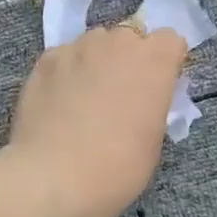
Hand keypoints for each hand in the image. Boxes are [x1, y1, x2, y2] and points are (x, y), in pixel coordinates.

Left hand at [3, 22, 189, 216]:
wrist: (54, 178)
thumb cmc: (117, 168)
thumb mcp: (153, 140)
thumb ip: (152, 106)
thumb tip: (141, 100)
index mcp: (154, 62)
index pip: (170, 40)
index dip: (166, 62)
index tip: (158, 87)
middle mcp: (118, 44)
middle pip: (130, 37)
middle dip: (129, 59)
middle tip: (121, 95)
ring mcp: (78, 48)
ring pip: (95, 43)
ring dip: (97, 62)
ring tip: (85, 98)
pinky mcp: (45, 60)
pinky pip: (65, 57)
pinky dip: (67, 72)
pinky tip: (59, 102)